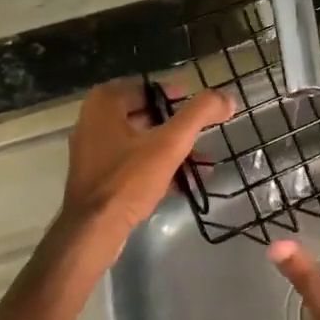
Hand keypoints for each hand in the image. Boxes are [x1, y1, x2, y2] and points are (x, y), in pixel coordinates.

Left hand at [64, 79, 233, 241]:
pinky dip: (157, 167)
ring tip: (203, 163)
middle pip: (147, 114)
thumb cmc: (128, 180)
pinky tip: (185, 182)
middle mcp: (93, 119)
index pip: (150, 88)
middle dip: (178, 128)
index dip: (179, 98)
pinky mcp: (98, 175)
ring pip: (141, 140)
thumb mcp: (169, 144)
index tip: (203, 112)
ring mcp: (93, 149)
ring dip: (172, 150)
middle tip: (204, 137)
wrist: (92, 231)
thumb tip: (226, 97)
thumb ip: (199, 115)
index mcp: (104, 102)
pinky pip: (133, 162)